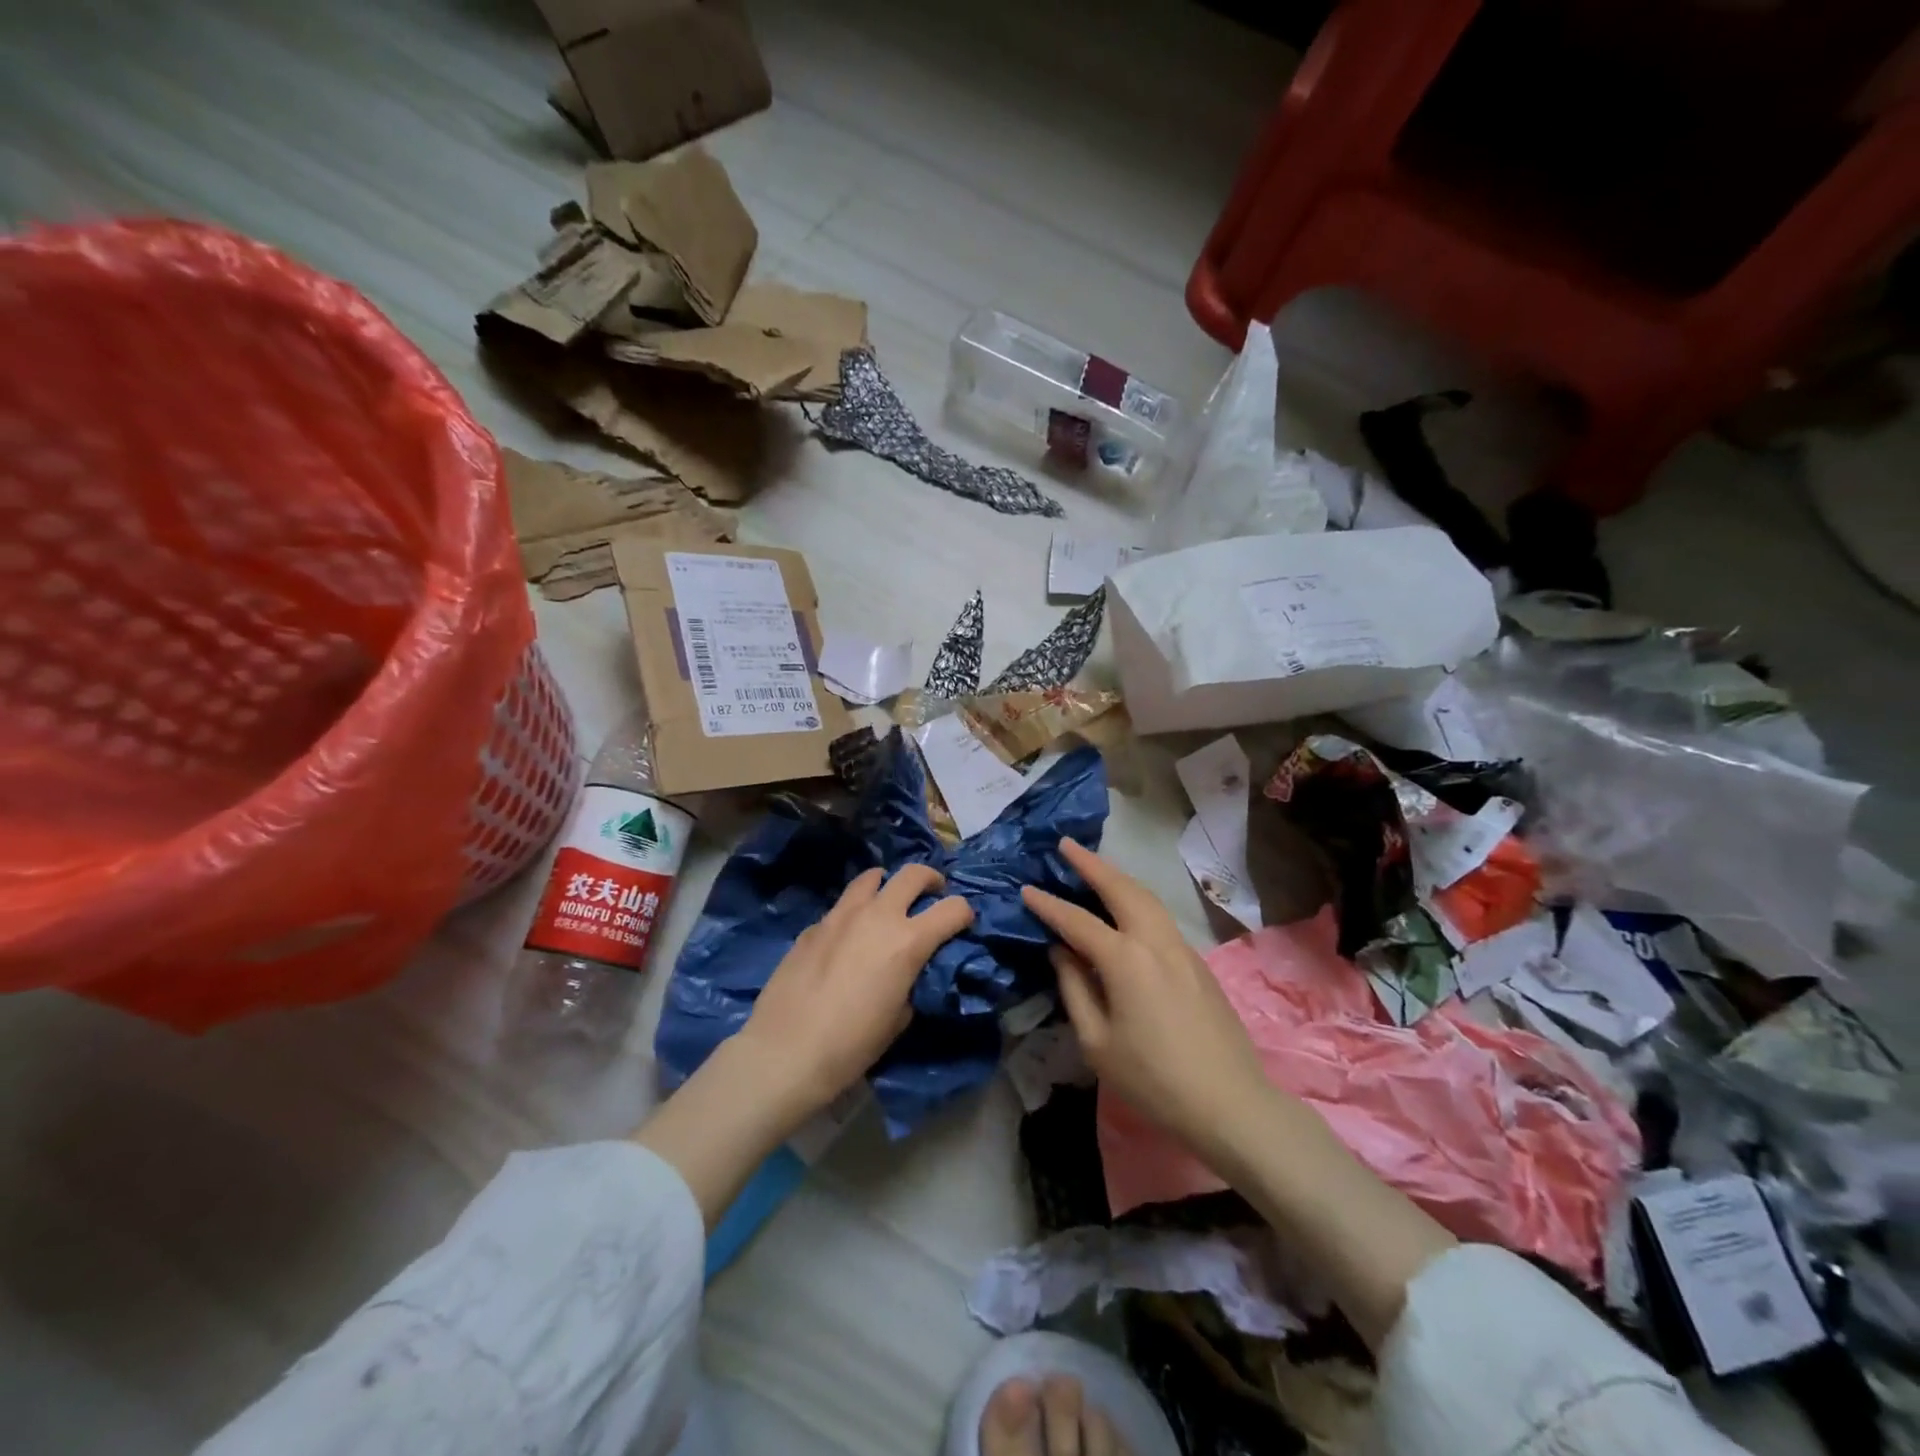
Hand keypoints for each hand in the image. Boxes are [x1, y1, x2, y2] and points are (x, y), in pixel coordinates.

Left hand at [737, 864, 973, 1131]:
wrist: (786, 1051)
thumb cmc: (852, 1045)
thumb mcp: (899, 1018)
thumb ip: (912, 981)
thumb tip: (909, 970)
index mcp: (908, 940)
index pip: (953, 908)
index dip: (964, 913)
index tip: (963, 923)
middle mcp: (878, 915)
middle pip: (913, 873)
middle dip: (930, 880)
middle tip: (932, 894)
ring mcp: (841, 915)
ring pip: (871, 877)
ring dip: (887, 885)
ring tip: (887, 903)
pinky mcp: (813, 925)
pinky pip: (841, 906)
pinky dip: (854, 912)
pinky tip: (847, 938)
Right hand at [1021, 839, 1269, 1164]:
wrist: (1229, 1102)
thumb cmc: (1153, 1079)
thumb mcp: (1096, 1042)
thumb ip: (1074, 988)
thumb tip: (1061, 951)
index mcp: (1125, 960)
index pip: (1077, 921)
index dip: (1048, 905)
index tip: (1026, 888)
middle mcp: (1155, 941)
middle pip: (1121, 889)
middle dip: (1091, 863)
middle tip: (1066, 844)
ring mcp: (1182, 948)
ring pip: (1147, 897)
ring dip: (1117, 876)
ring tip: (1094, 866)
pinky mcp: (1197, 962)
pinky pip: (1160, 916)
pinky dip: (1136, 899)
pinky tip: (1125, 907)